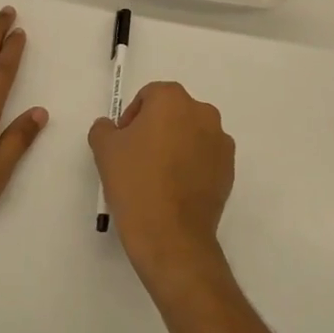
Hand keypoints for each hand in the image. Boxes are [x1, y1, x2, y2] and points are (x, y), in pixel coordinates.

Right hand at [89, 82, 234, 290]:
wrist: (171, 236)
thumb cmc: (135, 183)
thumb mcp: (104, 149)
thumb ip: (104, 128)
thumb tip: (113, 128)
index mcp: (172, 99)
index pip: (149, 96)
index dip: (132, 117)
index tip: (123, 143)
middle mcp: (202, 112)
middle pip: (173, 112)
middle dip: (155, 129)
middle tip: (138, 159)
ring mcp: (220, 141)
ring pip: (191, 134)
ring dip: (176, 146)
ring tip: (158, 177)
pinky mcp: (229, 169)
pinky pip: (205, 157)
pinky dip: (192, 166)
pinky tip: (176, 190)